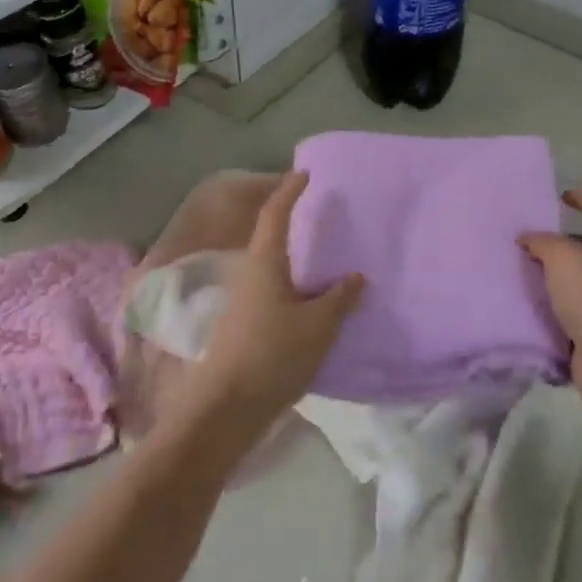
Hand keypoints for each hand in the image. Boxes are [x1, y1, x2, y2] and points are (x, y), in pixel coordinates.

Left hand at [181, 171, 364, 444]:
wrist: (226, 407)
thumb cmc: (273, 355)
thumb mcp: (318, 326)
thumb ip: (340, 298)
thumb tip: (356, 276)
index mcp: (265, 263)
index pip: (276, 214)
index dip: (290, 191)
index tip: (305, 174)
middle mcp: (250, 274)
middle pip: (271, 238)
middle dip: (294, 223)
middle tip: (324, 216)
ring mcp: (245, 301)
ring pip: (274, 267)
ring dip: (296, 258)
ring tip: (326, 258)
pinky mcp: (246, 325)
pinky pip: (275, 291)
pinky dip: (295, 285)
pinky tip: (314, 300)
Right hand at [521, 189, 581, 421]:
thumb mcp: (562, 258)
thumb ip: (541, 242)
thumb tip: (526, 239)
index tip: (565, 199)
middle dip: (559, 242)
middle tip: (526, 241)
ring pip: (576, 279)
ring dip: (550, 276)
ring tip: (517, 272)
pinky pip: (568, 310)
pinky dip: (548, 307)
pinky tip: (523, 305)